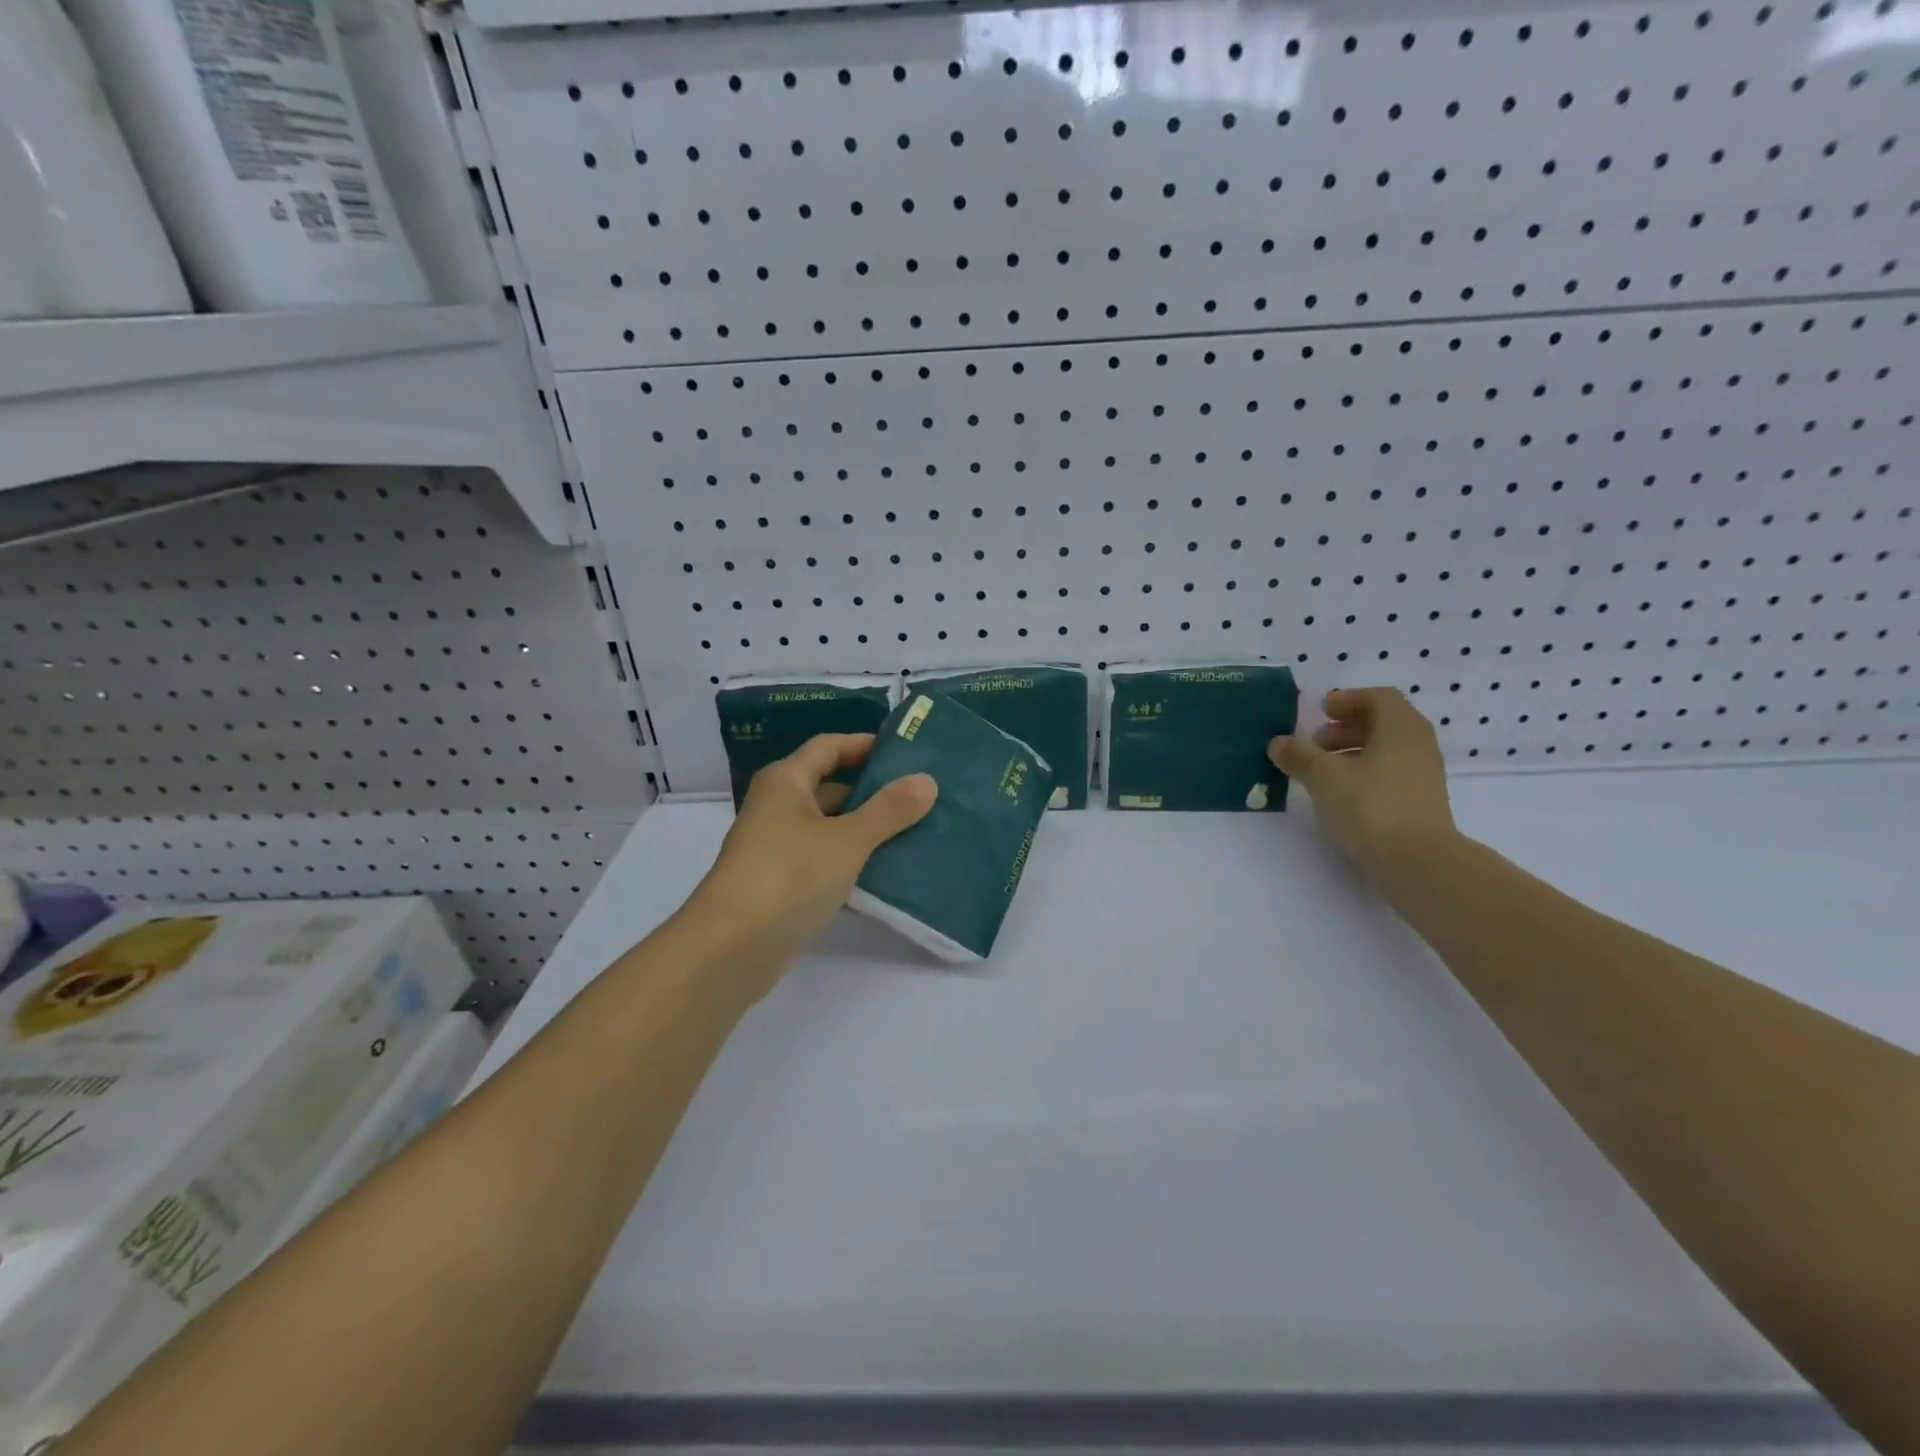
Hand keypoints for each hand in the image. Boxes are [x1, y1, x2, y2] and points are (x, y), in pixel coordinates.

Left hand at [678, 734, 936, 998]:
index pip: (829, 747)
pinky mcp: (781, 886)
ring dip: (867, 831)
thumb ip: (889, 810)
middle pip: (830, 787)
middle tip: (921, 797)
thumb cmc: (789, 876)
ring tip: (916, 833)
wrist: (731, 949)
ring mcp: (777, 849)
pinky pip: (824, 863)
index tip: (906, 752)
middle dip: (873, 792)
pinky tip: (888, 875)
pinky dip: (852, 864)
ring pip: (830, 829)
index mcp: (786, 782)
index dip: (864, 745)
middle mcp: (777, 808)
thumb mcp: (848, 840)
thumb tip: (927, 781)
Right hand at [1269, 688, 1458, 882]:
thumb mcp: (1323, 776)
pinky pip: (1390, 775)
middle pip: (1383, 723)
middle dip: (1347, 727)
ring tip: (1322, 771)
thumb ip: (1299, 755)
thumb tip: (1279, 742)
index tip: (1321, 712)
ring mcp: (1423, 777)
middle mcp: (1418, 746)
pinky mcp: (1420, 804)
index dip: (1348, 700)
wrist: (1417, 862)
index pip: (1379, 698)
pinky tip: (1340, 795)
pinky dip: (1364, 775)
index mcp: (1401, 728)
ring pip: (1386, 751)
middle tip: (1316, 742)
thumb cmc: (1370, 806)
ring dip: (1353, 753)